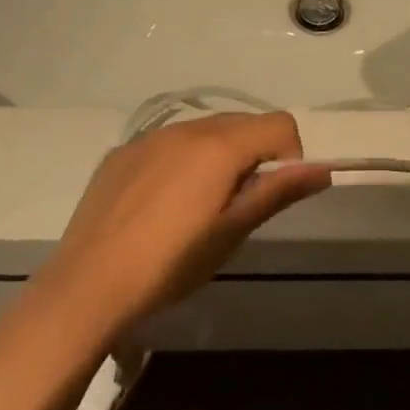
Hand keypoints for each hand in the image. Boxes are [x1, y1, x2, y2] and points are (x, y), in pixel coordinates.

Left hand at [47, 113, 328, 328]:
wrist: (87, 287)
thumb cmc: (171, 264)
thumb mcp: (232, 231)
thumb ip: (278, 191)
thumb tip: (323, 169)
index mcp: (219, 145)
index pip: (279, 124)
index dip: (290, 155)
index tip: (271, 193)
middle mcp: (186, 128)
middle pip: (242, 123)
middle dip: (254, 153)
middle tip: (238, 204)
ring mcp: (149, 138)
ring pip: (203, 130)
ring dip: (218, 155)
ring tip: (198, 206)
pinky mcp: (121, 154)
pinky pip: (168, 144)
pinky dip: (181, 161)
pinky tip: (161, 204)